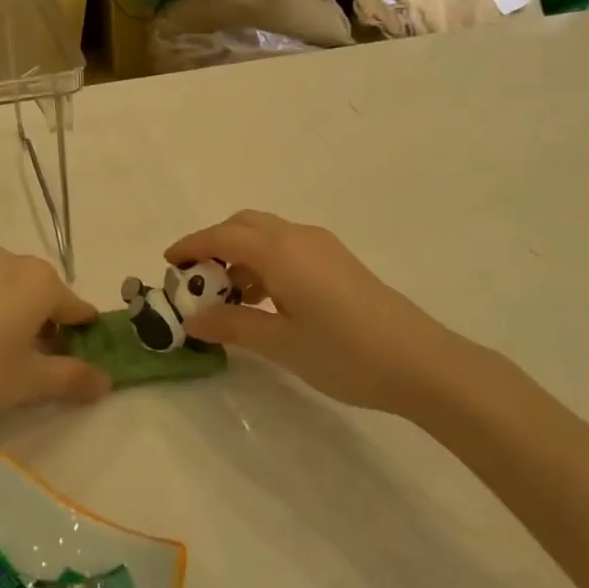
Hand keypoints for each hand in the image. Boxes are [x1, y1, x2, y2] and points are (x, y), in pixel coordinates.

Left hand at [0, 248, 110, 439]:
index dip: (84, 337)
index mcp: (40, 280)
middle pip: (46, 295)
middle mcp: (12, 262)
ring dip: (22, 319)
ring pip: (15, 292)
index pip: (77, 308)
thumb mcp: (32, 382)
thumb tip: (106, 382)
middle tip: (44, 367)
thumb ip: (74, 378)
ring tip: (10, 360)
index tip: (84, 363)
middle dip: (52, 327)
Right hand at [167, 211, 459, 414]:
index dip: (191, 246)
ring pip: (267, 234)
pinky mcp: (339, 261)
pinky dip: (265, 261)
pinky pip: (288, 247)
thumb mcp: (280, 344)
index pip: (222, 236)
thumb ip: (233, 325)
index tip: (168, 263)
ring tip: (230, 297)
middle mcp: (299, 237)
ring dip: (240, 253)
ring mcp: (323, 247)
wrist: (420, 362)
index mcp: (280, 252)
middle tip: (196, 280)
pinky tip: (267, 299)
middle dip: (214, 244)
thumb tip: (193, 319)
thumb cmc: (344, 352)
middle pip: (244, 225)